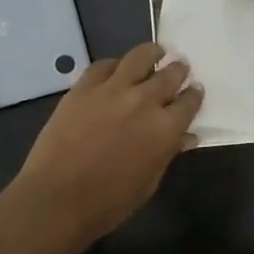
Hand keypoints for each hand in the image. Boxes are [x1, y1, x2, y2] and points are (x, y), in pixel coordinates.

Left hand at [13, 42, 202, 239]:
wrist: (57, 197)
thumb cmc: (109, 201)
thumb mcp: (149, 182)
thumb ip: (169, 153)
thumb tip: (186, 137)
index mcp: (165, 128)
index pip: (189, 102)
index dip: (194, 95)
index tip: (195, 89)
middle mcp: (144, 101)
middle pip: (169, 75)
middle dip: (178, 70)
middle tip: (180, 67)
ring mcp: (112, 90)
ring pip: (139, 58)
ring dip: (153, 53)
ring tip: (156, 52)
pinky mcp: (83, 87)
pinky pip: (103, 65)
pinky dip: (116, 64)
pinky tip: (118, 67)